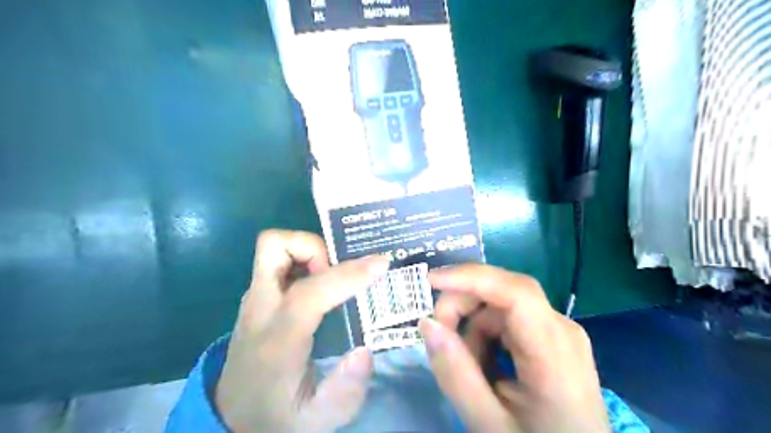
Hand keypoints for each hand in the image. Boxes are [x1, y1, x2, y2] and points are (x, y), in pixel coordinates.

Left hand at [212, 230, 387, 431]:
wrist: (233, 417)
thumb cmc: (278, 416)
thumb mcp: (317, 420)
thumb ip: (345, 391)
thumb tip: (366, 350)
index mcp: (277, 340)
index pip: (310, 293)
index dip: (348, 275)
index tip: (381, 264)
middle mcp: (260, 309)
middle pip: (274, 247)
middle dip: (316, 247)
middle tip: (339, 271)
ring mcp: (254, 299)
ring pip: (273, 247)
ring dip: (308, 251)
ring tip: (331, 277)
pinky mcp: (257, 297)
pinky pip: (278, 260)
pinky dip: (302, 259)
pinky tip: (320, 283)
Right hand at [420, 264, 612, 431]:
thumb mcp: (488, 422)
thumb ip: (455, 373)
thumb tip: (426, 323)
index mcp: (555, 352)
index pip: (515, 292)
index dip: (471, 278)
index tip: (430, 281)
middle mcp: (562, 328)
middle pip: (504, 292)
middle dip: (463, 305)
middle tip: (439, 335)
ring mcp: (558, 330)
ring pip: (500, 306)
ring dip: (472, 327)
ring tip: (468, 368)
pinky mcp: (551, 336)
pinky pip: (507, 320)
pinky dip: (485, 335)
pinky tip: (484, 366)